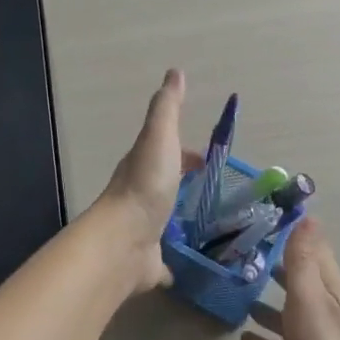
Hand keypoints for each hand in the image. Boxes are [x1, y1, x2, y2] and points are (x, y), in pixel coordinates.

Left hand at [90, 69, 194, 291]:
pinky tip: (187, 268)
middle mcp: (140, 197)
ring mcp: (143, 230)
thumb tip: (174, 72)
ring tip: (211, 227)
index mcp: (143, 167)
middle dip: (185, 185)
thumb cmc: (146, 185)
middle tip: (215, 193)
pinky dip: (173, 262)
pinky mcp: (148, 262)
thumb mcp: (159, 137)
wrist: (124, 241)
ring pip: (164, 221)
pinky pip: (163, 261)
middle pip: (166, 186)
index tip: (208, 160)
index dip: (186, 154)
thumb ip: (167, 107)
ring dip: (180, 219)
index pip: (167, 154)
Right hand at [242, 220, 339, 339]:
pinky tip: (240, 337)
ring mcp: (309, 337)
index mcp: (328, 287)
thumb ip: (304, 260)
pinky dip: (260, 339)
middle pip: (294, 279)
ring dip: (263, 301)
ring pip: (283, 311)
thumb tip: (307, 216)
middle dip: (272, 265)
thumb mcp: (311, 297)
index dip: (292, 232)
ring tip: (234, 287)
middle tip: (237, 250)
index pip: (311, 250)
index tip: (262, 216)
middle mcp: (320, 307)